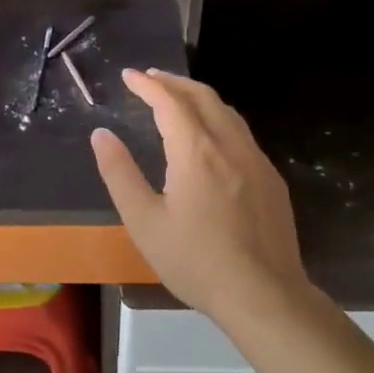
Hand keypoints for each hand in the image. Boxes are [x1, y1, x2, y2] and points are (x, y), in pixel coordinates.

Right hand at [90, 69, 308, 326]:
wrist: (265, 297)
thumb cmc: (196, 261)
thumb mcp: (144, 221)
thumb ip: (120, 173)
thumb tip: (101, 135)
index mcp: (196, 152)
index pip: (169, 102)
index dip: (147, 85)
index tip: (128, 75)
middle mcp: (229, 146)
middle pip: (202, 97)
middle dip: (174, 82)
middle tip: (151, 78)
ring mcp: (256, 161)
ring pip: (227, 112)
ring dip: (199, 97)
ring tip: (177, 99)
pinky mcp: (272, 180)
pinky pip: (242, 134)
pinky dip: (218, 119)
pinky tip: (211, 137)